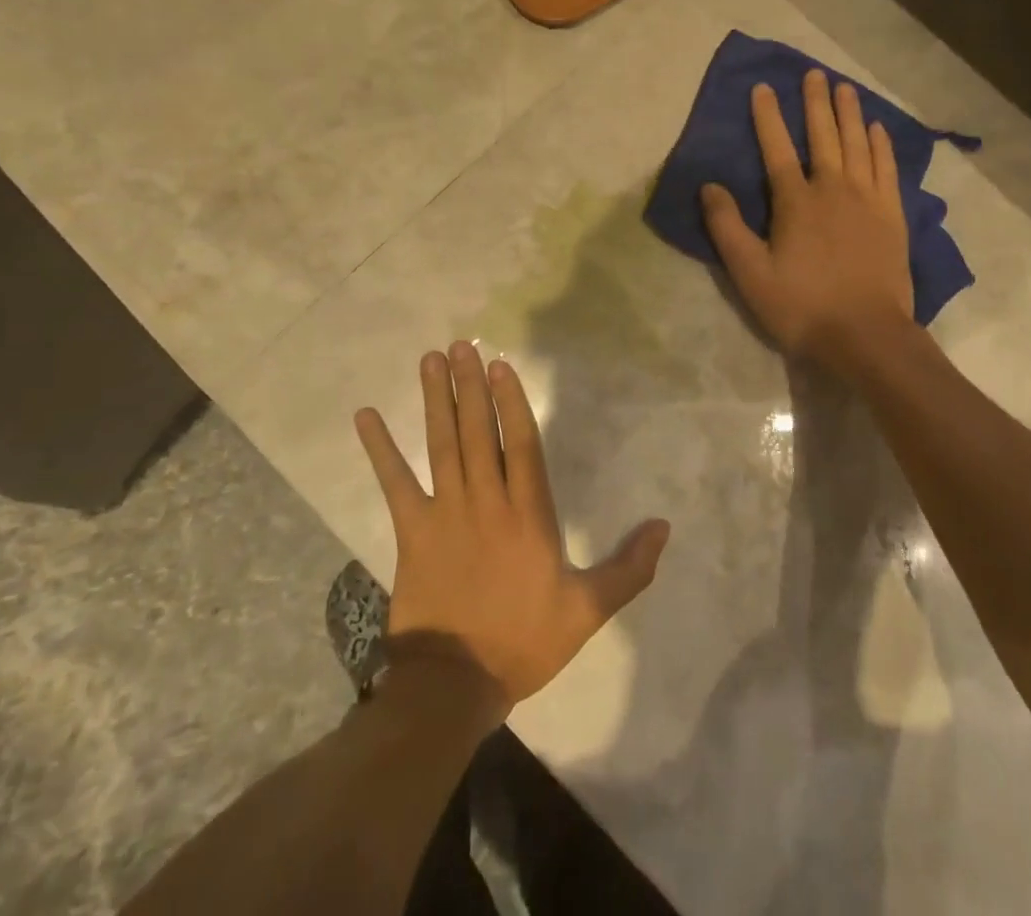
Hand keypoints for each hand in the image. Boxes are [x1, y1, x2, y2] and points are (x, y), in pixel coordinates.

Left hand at [353, 342, 670, 715]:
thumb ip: (628, 568)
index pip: (521, 443)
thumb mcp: (587, 610)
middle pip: (478, 432)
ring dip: (435, 400)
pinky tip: (366, 416)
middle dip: (470, 386)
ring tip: (430, 360)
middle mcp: (486, 501)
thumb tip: (664, 527)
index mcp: (528, 515)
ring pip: (442, 445)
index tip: (500, 365)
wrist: (453, 685)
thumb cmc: (523, 642)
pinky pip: (394, 482)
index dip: (511, 401)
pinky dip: (380, 449)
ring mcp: (445, 513)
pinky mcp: (412, 531)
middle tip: (462, 345)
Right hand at [701, 69, 914, 368]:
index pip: (777, 148)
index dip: (768, 117)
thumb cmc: (802, 306)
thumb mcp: (750, 273)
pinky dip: (882, 146)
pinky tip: (878, 130)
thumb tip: (709, 185)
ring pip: (858, 145)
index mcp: (796, 202)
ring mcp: (868, 200)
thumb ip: (727, 227)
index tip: (763, 87)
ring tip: (845, 88)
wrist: (866, 335)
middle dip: (815, 103)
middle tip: (814, 73)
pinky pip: (887, 169)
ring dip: (850, 114)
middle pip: (823, 136)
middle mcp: (833, 189)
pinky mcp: (893, 216)